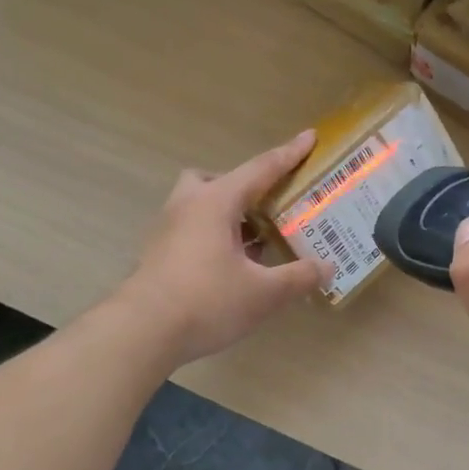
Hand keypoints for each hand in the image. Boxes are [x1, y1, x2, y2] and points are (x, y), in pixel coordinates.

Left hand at [120, 132, 331, 367]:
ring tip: (254, 242)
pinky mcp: (159, 254)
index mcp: (216, 201)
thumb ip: (298, 277)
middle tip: (266, 209)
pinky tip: (231, 267)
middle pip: (217, 180)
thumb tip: (327, 268)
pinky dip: (214, 236)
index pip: (261, 169)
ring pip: (200, 205)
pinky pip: (191, 229)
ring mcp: (168, 229)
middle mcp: (189, 205)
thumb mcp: (263, 294)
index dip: (289, 154)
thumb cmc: (206, 301)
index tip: (310, 136)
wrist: (141, 333)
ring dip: (228, 215)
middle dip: (244, 187)